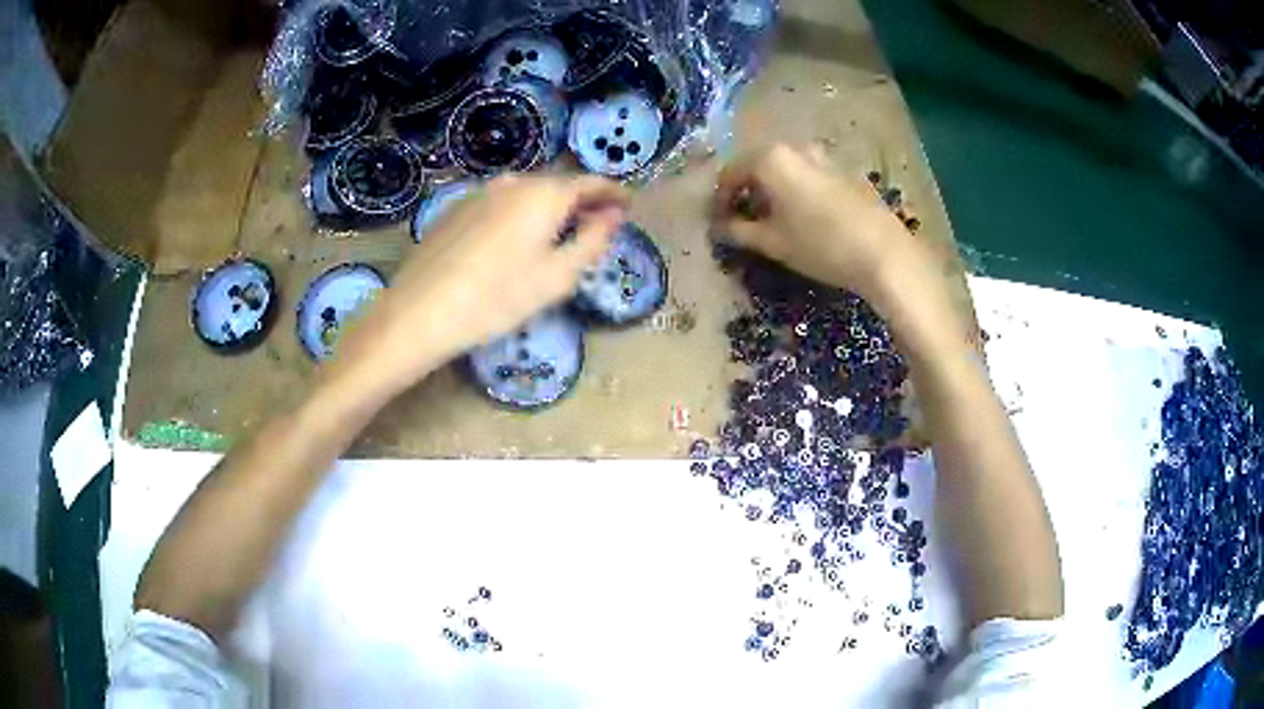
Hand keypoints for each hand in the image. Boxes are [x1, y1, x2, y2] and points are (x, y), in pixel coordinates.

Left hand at [328, 174, 628, 396]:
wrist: (421, 311)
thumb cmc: (498, 298)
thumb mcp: (557, 276)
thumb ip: (593, 240)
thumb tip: (612, 216)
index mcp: (544, 194)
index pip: (591, 182)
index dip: (613, 192)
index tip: (628, 205)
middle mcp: (513, 181)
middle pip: (557, 185)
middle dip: (581, 201)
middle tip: (597, 223)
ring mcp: (480, 192)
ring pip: (527, 194)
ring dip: (548, 208)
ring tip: (557, 233)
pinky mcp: (456, 208)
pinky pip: (501, 204)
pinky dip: (519, 214)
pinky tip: (515, 240)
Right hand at [714, 143, 973, 358]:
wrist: (883, 252)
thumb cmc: (820, 244)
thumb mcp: (773, 242)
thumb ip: (739, 231)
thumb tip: (718, 228)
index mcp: (771, 158)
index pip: (731, 173)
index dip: (720, 199)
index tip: (717, 223)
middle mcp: (796, 148)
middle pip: (759, 166)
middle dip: (747, 192)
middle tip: (742, 221)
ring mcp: (824, 158)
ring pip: (786, 169)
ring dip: (772, 191)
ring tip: (773, 221)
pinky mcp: (845, 172)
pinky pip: (808, 175)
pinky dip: (796, 191)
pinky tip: (803, 218)